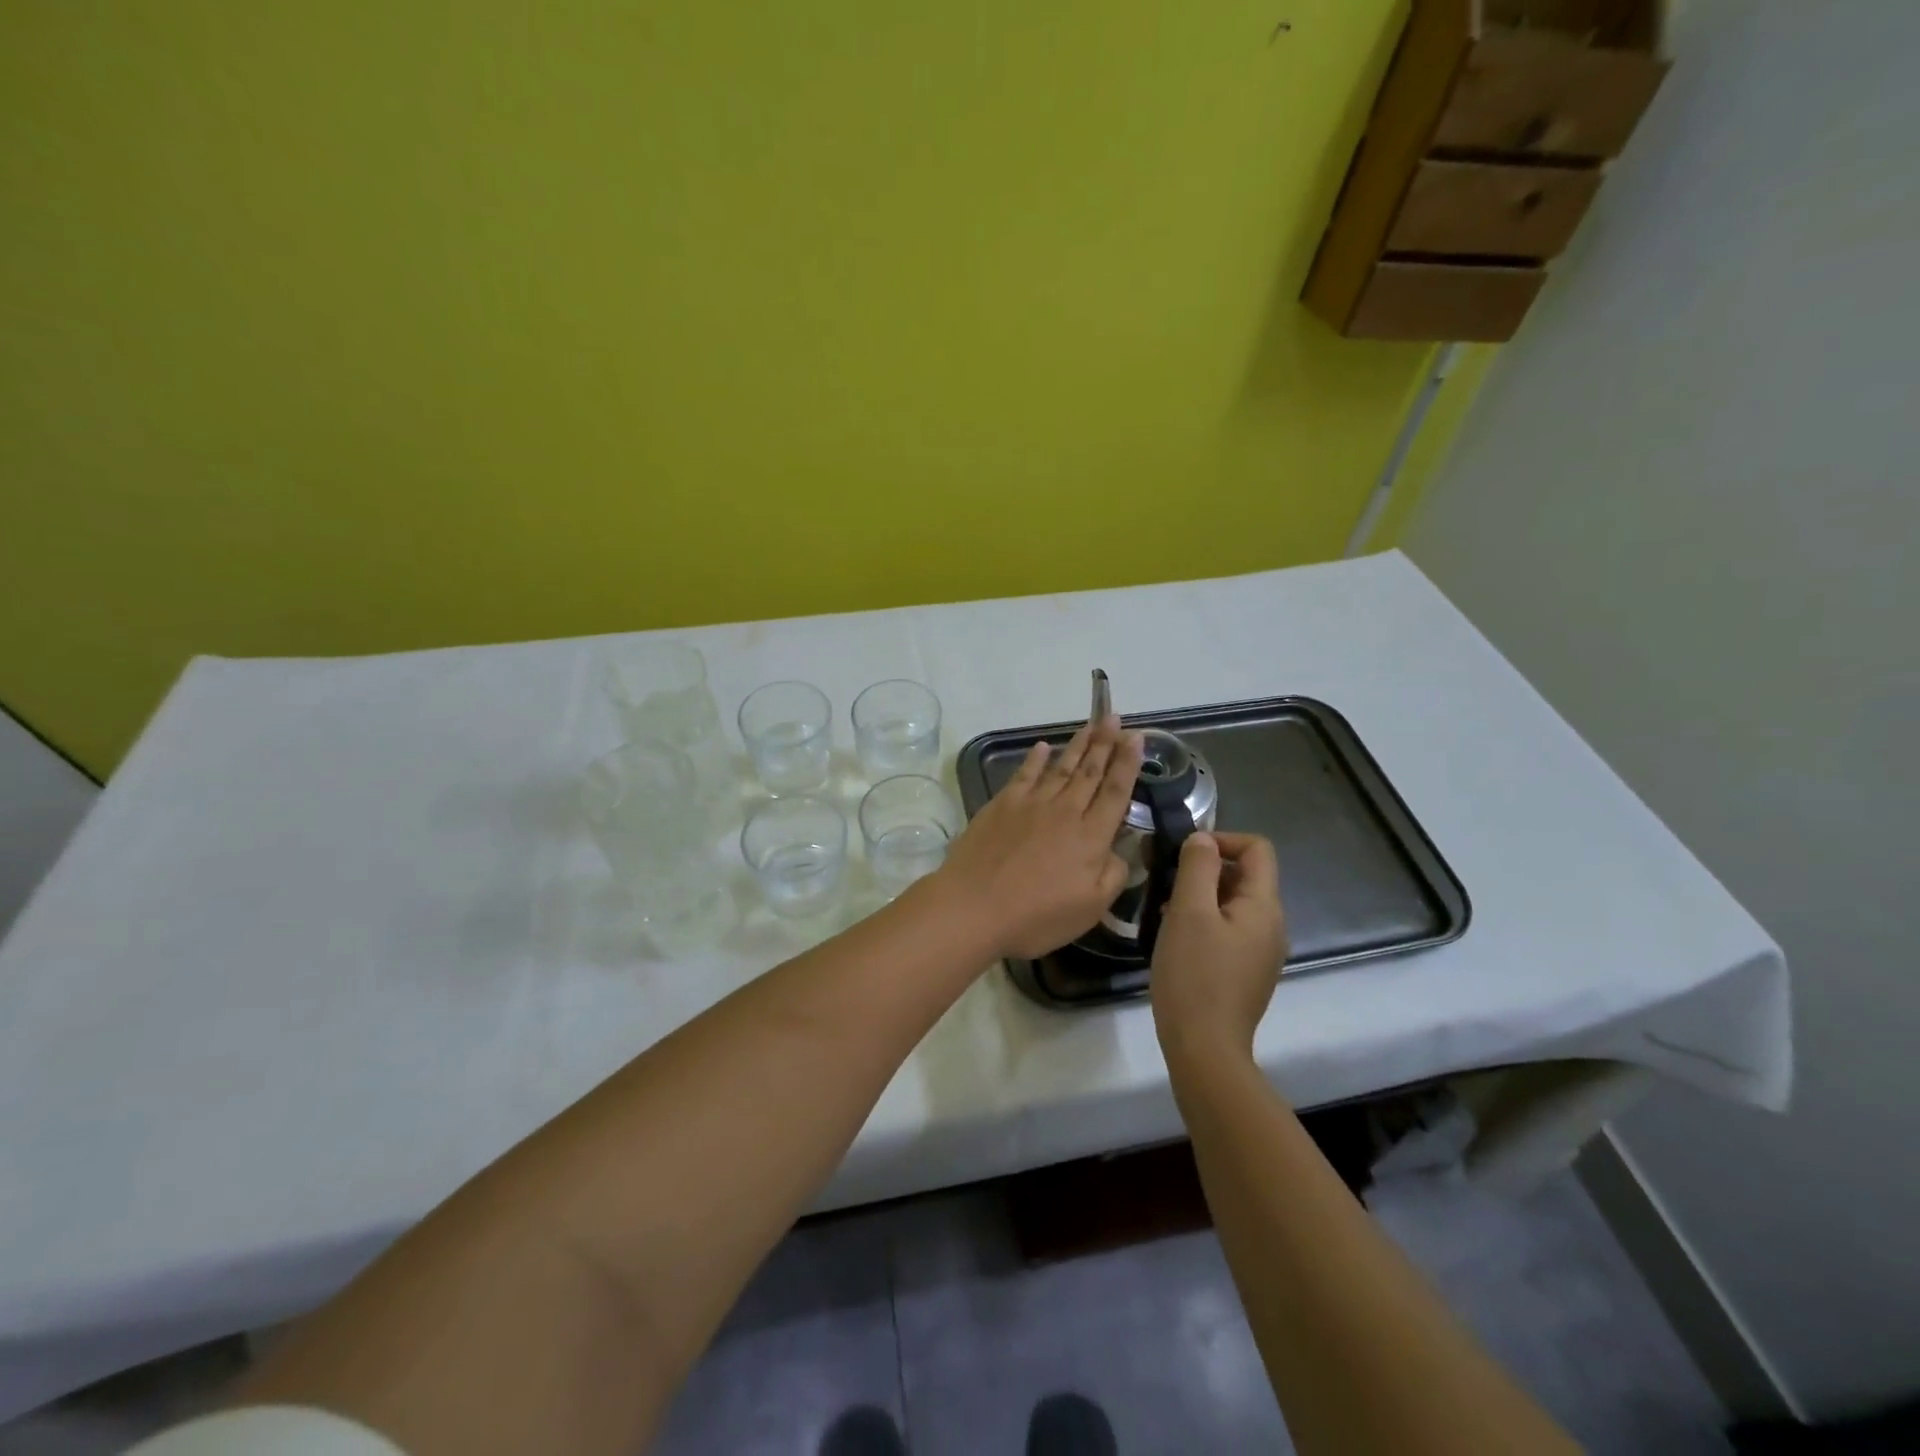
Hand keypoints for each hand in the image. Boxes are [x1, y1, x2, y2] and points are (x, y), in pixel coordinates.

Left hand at [936, 715, 1142, 959]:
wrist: (974, 906)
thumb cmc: (1036, 916)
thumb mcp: (1090, 909)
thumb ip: (1112, 876)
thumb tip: (1119, 851)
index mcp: (1090, 837)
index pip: (1115, 792)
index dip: (1128, 764)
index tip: (1137, 738)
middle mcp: (1064, 812)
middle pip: (1090, 772)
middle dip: (1105, 743)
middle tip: (1114, 717)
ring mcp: (1030, 805)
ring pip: (1060, 767)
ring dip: (1077, 745)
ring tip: (1091, 724)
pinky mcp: (1002, 805)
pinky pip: (1024, 774)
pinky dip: (1035, 759)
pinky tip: (1042, 747)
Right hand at [1150, 832, 1286, 1063]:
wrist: (1205, 1048)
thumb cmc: (1194, 975)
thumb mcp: (1189, 912)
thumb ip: (1197, 868)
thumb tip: (1203, 839)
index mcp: (1264, 906)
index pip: (1258, 848)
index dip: (1223, 838)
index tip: (1185, 853)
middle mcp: (1271, 925)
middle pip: (1246, 875)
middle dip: (1207, 868)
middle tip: (1167, 880)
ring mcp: (1261, 951)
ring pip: (1233, 904)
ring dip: (1201, 895)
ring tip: (1165, 909)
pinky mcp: (1247, 972)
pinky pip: (1229, 929)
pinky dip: (1204, 921)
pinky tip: (1176, 937)